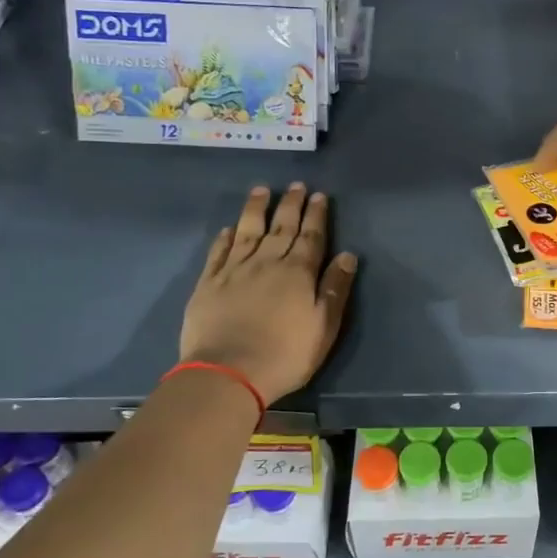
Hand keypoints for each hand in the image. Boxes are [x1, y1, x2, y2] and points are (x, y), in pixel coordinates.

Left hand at [179, 183, 358, 403]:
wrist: (228, 372)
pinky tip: (229, 228)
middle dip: (291, 204)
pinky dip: (225, 237)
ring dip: (257, 209)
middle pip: (282, 227)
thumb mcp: (324, 326)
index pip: (311, 236)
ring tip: (262, 190)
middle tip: (296, 185)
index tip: (319, 195)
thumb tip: (347, 255)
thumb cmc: (285, 354)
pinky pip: (219, 252)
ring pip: (248, 230)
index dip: (316, 215)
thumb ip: (335, 288)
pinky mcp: (209, 283)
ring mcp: (235, 270)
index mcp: (299, 272)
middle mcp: (267, 262)